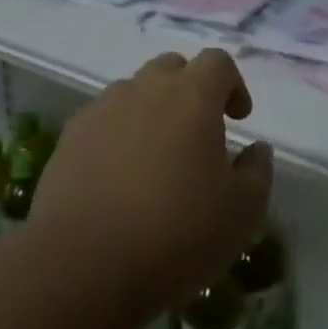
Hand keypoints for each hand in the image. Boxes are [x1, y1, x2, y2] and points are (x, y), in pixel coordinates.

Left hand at [31, 49, 273, 311]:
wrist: (82, 265)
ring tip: (156, 158)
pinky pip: (103, 120)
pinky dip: (117, 135)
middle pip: (172, 68)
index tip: (239, 119)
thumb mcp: (241, 212)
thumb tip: (257, 149)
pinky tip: (119, 178)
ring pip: (134, 92)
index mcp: (191, 95)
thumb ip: (257, 172)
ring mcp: (102, 109)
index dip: (234, 84)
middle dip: (190, 90)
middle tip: (198, 133)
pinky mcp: (70, 137)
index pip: (218, 62)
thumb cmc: (176, 233)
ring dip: (151, 111)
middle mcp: (145, 89)